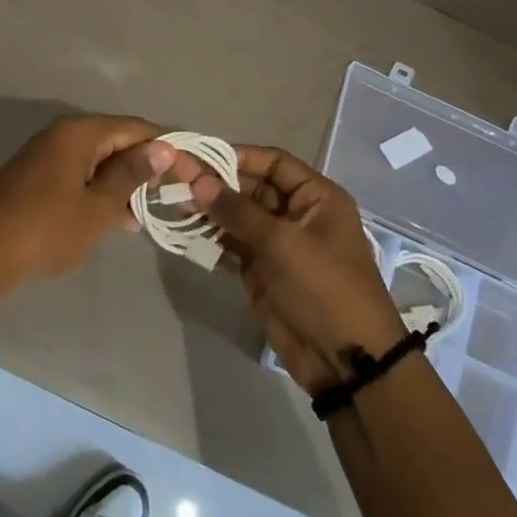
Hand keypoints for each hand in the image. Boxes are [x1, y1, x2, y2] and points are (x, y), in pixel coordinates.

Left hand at [0, 114, 177, 298]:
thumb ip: (132, 174)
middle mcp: (62, 134)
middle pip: (117, 141)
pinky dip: (102, 192)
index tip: (192, 175)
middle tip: (176, 195)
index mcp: (79, 133)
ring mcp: (46, 155)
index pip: (136, 129)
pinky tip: (120, 219)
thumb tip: (162, 148)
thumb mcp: (98, 207)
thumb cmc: (46, 232)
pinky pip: (81, 175)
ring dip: (125, 183)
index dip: (167, 149)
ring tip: (153, 211)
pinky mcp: (37, 178)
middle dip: (147, 166)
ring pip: (99, 161)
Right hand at [191, 146, 405, 395]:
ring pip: (238, 217)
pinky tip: (184, 231)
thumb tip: (198, 180)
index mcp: (316, 197)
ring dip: (209, 211)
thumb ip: (238, 211)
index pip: (273, 163)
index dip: (237, 157)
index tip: (198, 156)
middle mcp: (297, 214)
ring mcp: (278, 244)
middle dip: (216, 184)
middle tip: (175, 179)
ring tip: (172, 202)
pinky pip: (232, 245)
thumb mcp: (283, 243)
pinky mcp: (262, 271)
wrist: (344, 360)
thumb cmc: (324, 288)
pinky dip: (210, 239)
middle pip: (251, 187)